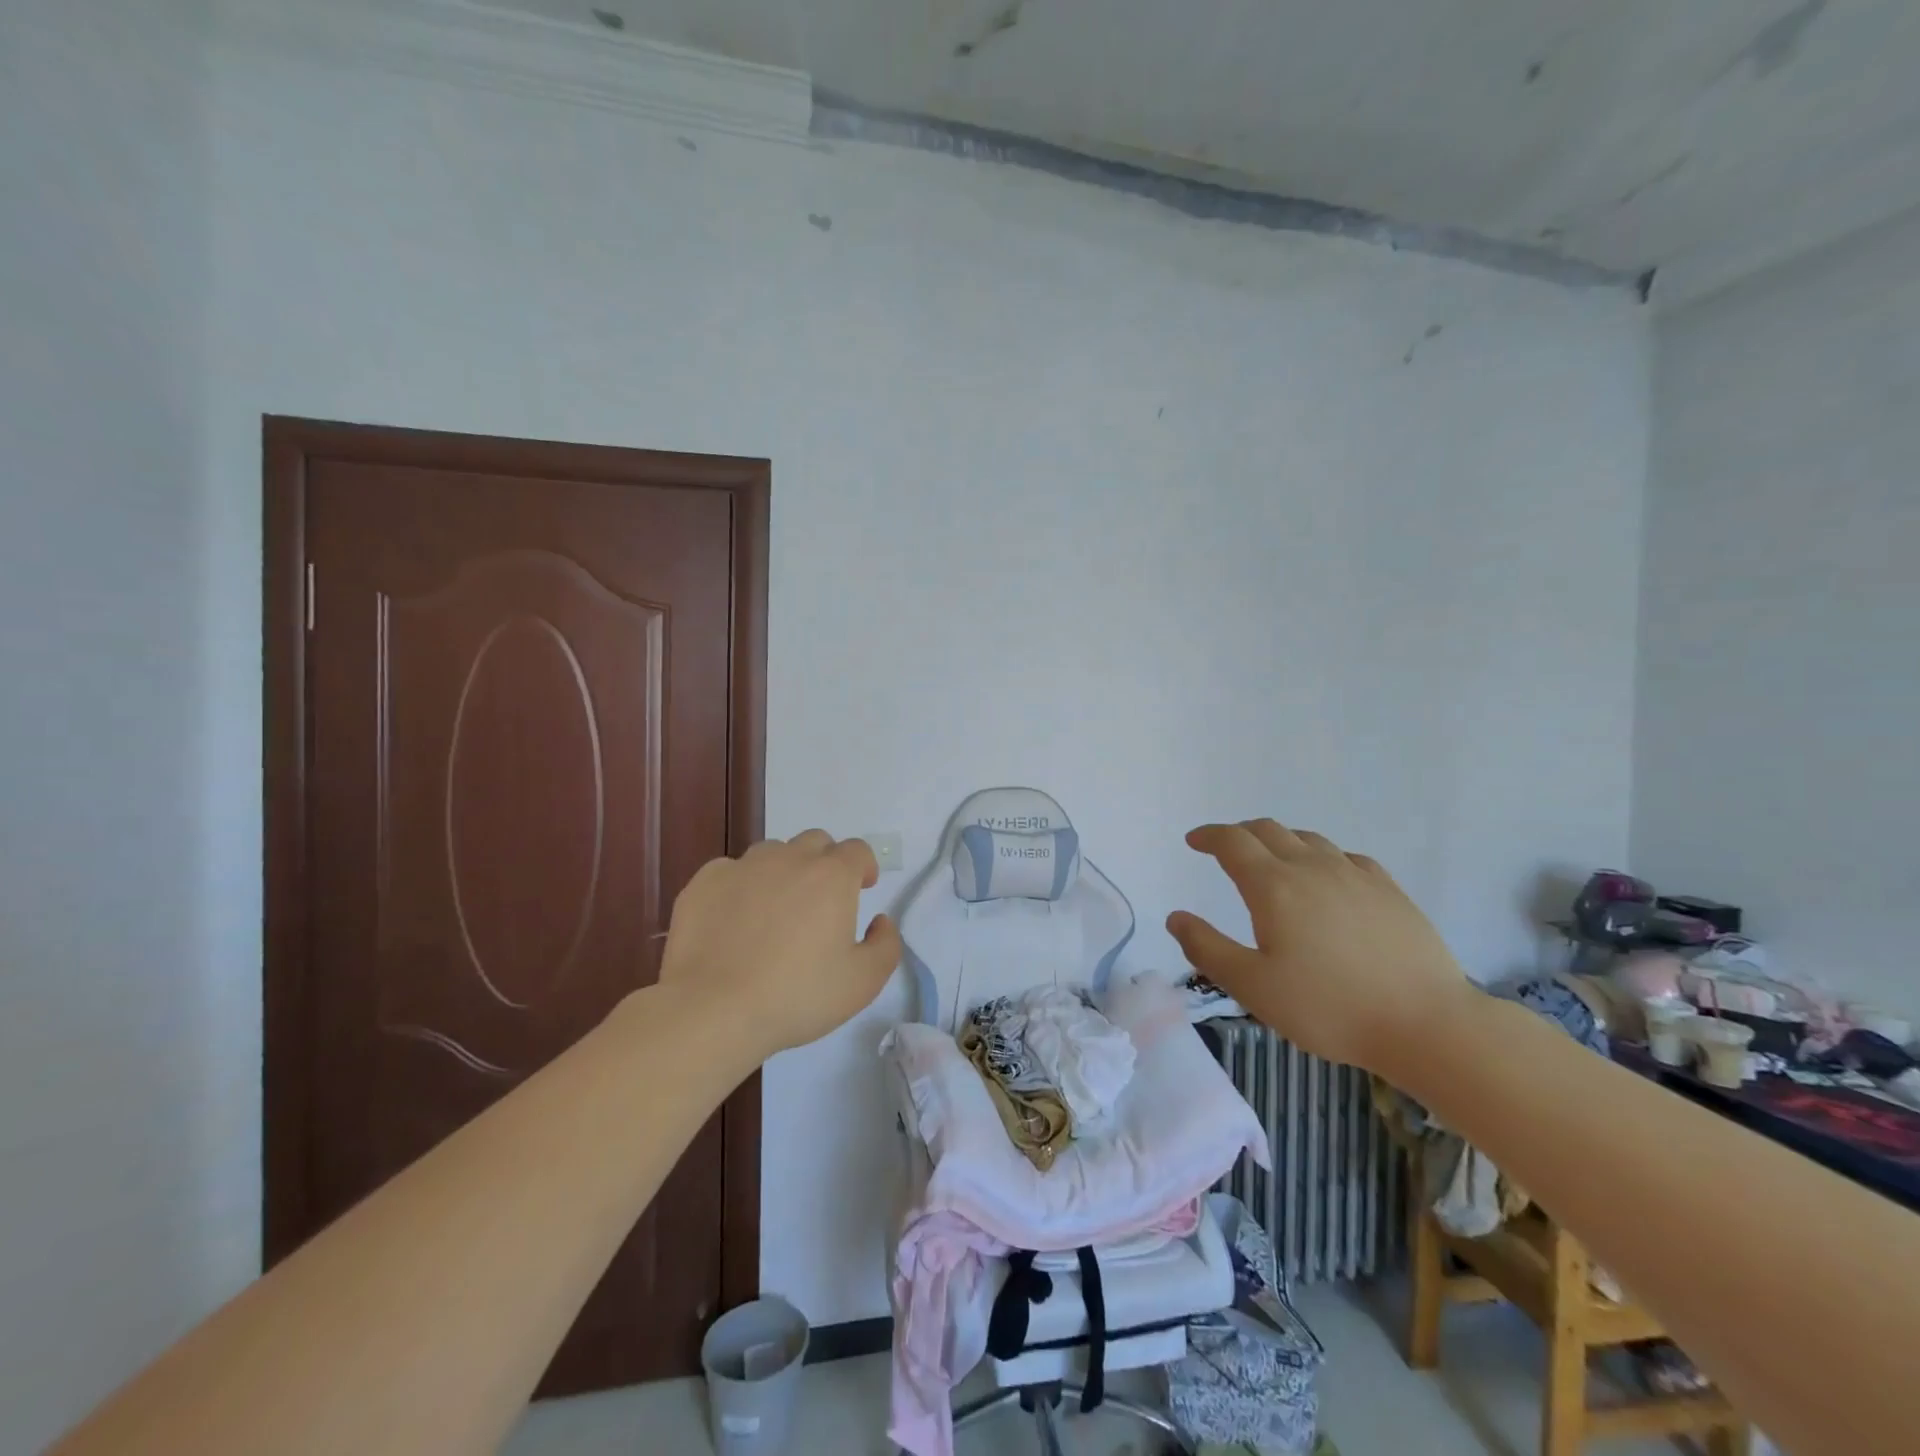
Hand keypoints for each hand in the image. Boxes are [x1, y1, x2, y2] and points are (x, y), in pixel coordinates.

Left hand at [656, 831, 902, 1060]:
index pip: (858, 850)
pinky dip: (740, 886)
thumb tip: (880, 921)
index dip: (864, 866)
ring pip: (772, 853)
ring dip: (783, 871)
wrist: (713, 1010)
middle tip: (820, 899)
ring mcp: (743, 866)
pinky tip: (734, 920)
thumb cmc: (796, 996)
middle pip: (816, 842)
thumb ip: (886, 945)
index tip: (863, 887)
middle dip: (826, 862)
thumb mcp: (863, 982)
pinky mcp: (705, 882)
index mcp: (832, 876)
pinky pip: (731, 871)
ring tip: (775, 910)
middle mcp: (789, 858)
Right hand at [1167, 819, 1471, 1072]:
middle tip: (1224, 848)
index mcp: (1273, 886)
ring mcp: (1355, 875)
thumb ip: (1207, 949)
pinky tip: (1326, 878)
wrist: (1427, 1024)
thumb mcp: (1253, 987)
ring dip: (1279, 841)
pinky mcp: (1389, 890)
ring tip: (1271, 860)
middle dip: (1239, 833)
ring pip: (1308, 839)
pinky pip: (1345, 857)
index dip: (1209, 836)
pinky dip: (1321, 857)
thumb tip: (1176, 917)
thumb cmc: (1330, 1008)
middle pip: (1268, 830)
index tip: (1193, 840)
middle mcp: (1311, 868)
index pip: (1232, 842)